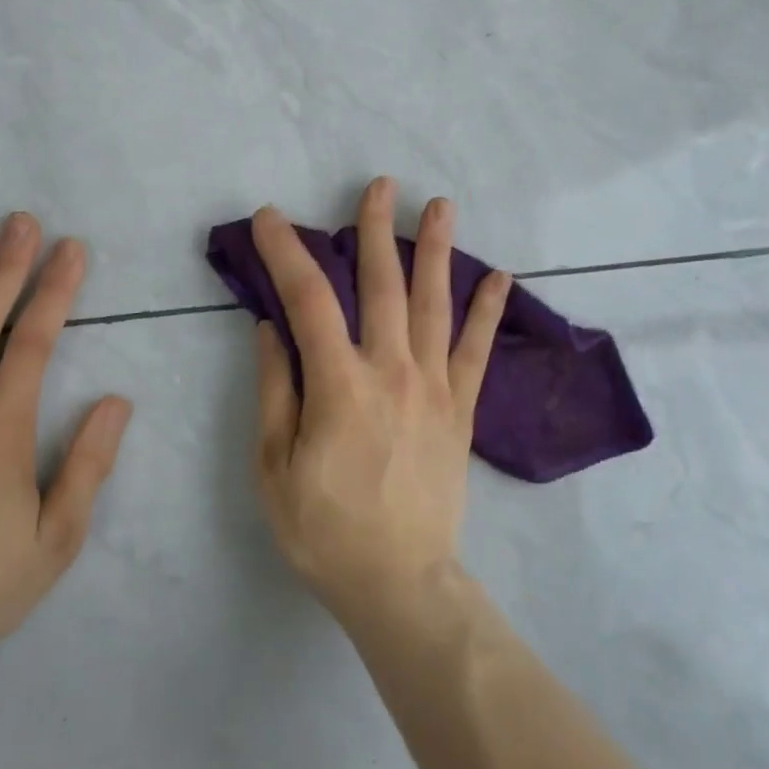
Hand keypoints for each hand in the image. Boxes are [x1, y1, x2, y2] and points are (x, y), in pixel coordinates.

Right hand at [251, 178, 511, 626]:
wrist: (399, 583)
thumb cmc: (325, 530)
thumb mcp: (274, 467)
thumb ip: (275, 390)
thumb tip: (271, 329)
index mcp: (339, 384)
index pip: (308, 300)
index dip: (286, 252)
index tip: (269, 219)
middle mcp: (391, 371)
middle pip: (383, 285)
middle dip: (376, 230)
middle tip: (379, 185)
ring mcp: (434, 387)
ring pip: (435, 305)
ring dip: (436, 251)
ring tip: (441, 206)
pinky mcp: (460, 410)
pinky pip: (476, 352)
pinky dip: (487, 312)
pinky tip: (499, 278)